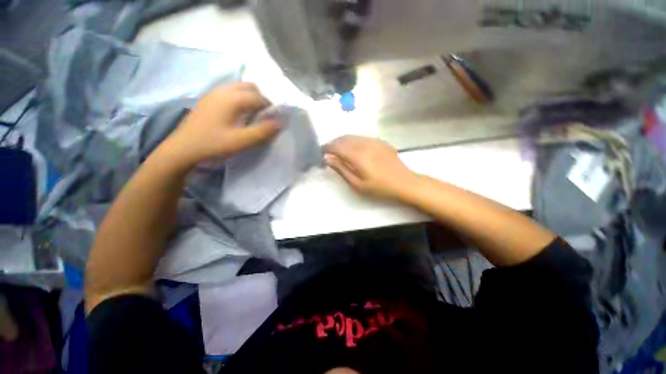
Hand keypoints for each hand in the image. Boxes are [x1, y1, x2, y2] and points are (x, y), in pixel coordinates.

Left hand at [158, 82, 279, 168]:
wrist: (183, 149)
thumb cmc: (213, 144)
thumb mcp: (241, 141)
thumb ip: (262, 132)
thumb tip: (279, 123)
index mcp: (232, 99)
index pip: (259, 97)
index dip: (270, 107)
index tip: (274, 120)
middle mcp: (223, 91)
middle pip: (249, 87)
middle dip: (261, 99)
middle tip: (264, 116)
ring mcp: (213, 94)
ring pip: (238, 89)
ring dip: (250, 99)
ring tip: (252, 116)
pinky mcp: (208, 100)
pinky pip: (229, 93)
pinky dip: (239, 100)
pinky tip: (238, 115)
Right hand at [324, 135, 418, 200]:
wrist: (404, 183)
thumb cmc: (379, 187)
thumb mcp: (357, 184)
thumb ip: (341, 169)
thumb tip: (327, 158)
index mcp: (358, 155)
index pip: (337, 146)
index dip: (327, 148)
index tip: (322, 153)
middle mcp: (365, 143)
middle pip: (344, 138)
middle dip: (333, 144)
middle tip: (329, 153)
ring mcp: (374, 141)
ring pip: (353, 136)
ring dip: (343, 141)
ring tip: (339, 151)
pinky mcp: (380, 142)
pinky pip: (362, 137)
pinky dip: (353, 141)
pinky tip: (353, 149)